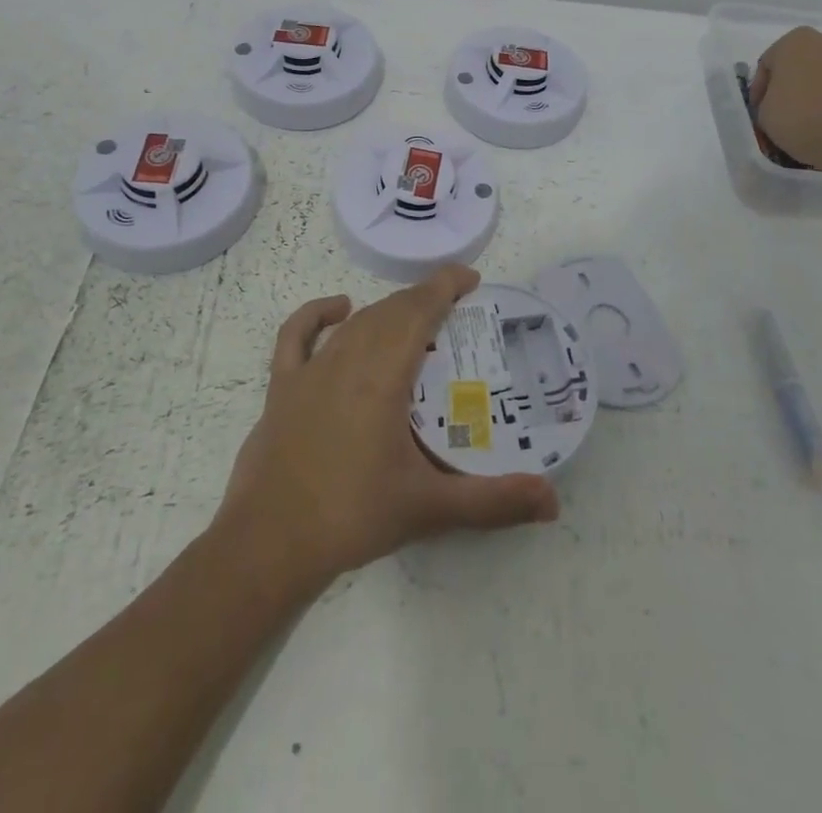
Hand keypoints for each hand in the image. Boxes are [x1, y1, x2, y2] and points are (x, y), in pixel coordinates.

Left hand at [215, 266, 559, 599]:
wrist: (268, 545)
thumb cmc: (352, 517)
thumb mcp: (430, 508)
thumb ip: (493, 502)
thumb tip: (553, 502)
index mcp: (383, 377)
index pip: (419, 312)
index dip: (444, 286)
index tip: (470, 277)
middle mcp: (347, 360)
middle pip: (390, 312)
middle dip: (423, 298)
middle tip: (454, 305)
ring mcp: (310, 371)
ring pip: (356, 322)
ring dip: (387, 310)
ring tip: (414, 314)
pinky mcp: (282, 387)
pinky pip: (297, 335)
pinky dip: (318, 314)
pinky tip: (339, 309)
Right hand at [749, 27, 821, 170]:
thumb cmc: (801, 118)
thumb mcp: (763, 113)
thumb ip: (766, 101)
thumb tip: (777, 103)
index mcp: (794, 41)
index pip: (767, 64)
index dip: (759, 90)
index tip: (759, 111)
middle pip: (798, 66)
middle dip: (789, 87)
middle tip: (781, 113)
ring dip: (812, 94)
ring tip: (806, 122)